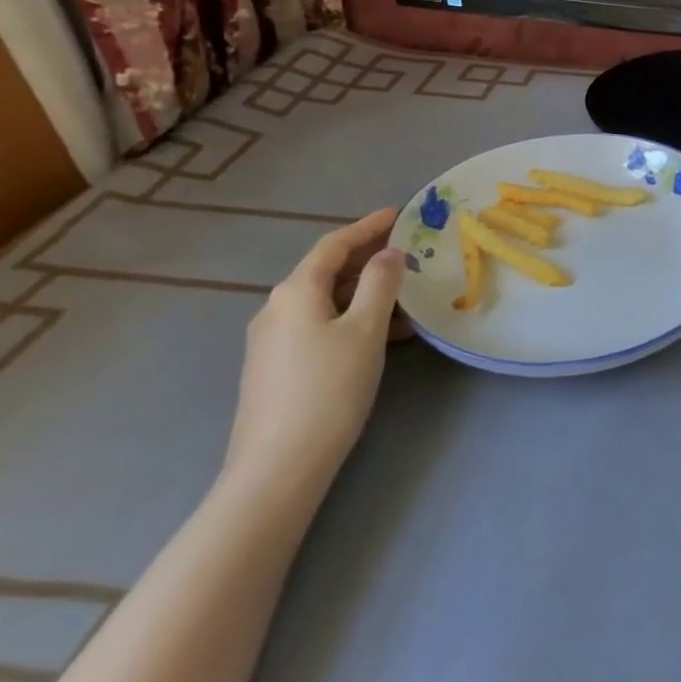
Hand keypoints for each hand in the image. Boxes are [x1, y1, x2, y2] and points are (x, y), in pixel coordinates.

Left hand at [222, 209, 405, 499]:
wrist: (278, 468)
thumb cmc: (328, 389)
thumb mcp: (366, 330)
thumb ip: (381, 283)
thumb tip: (389, 253)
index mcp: (296, 291)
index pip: (334, 244)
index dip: (368, 226)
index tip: (400, 214)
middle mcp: (277, 308)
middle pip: (327, 271)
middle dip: (368, 259)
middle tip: (408, 252)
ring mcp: (272, 341)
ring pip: (326, 301)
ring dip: (365, 293)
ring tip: (406, 296)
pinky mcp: (276, 368)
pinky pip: (319, 326)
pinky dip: (352, 318)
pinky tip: (382, 335)